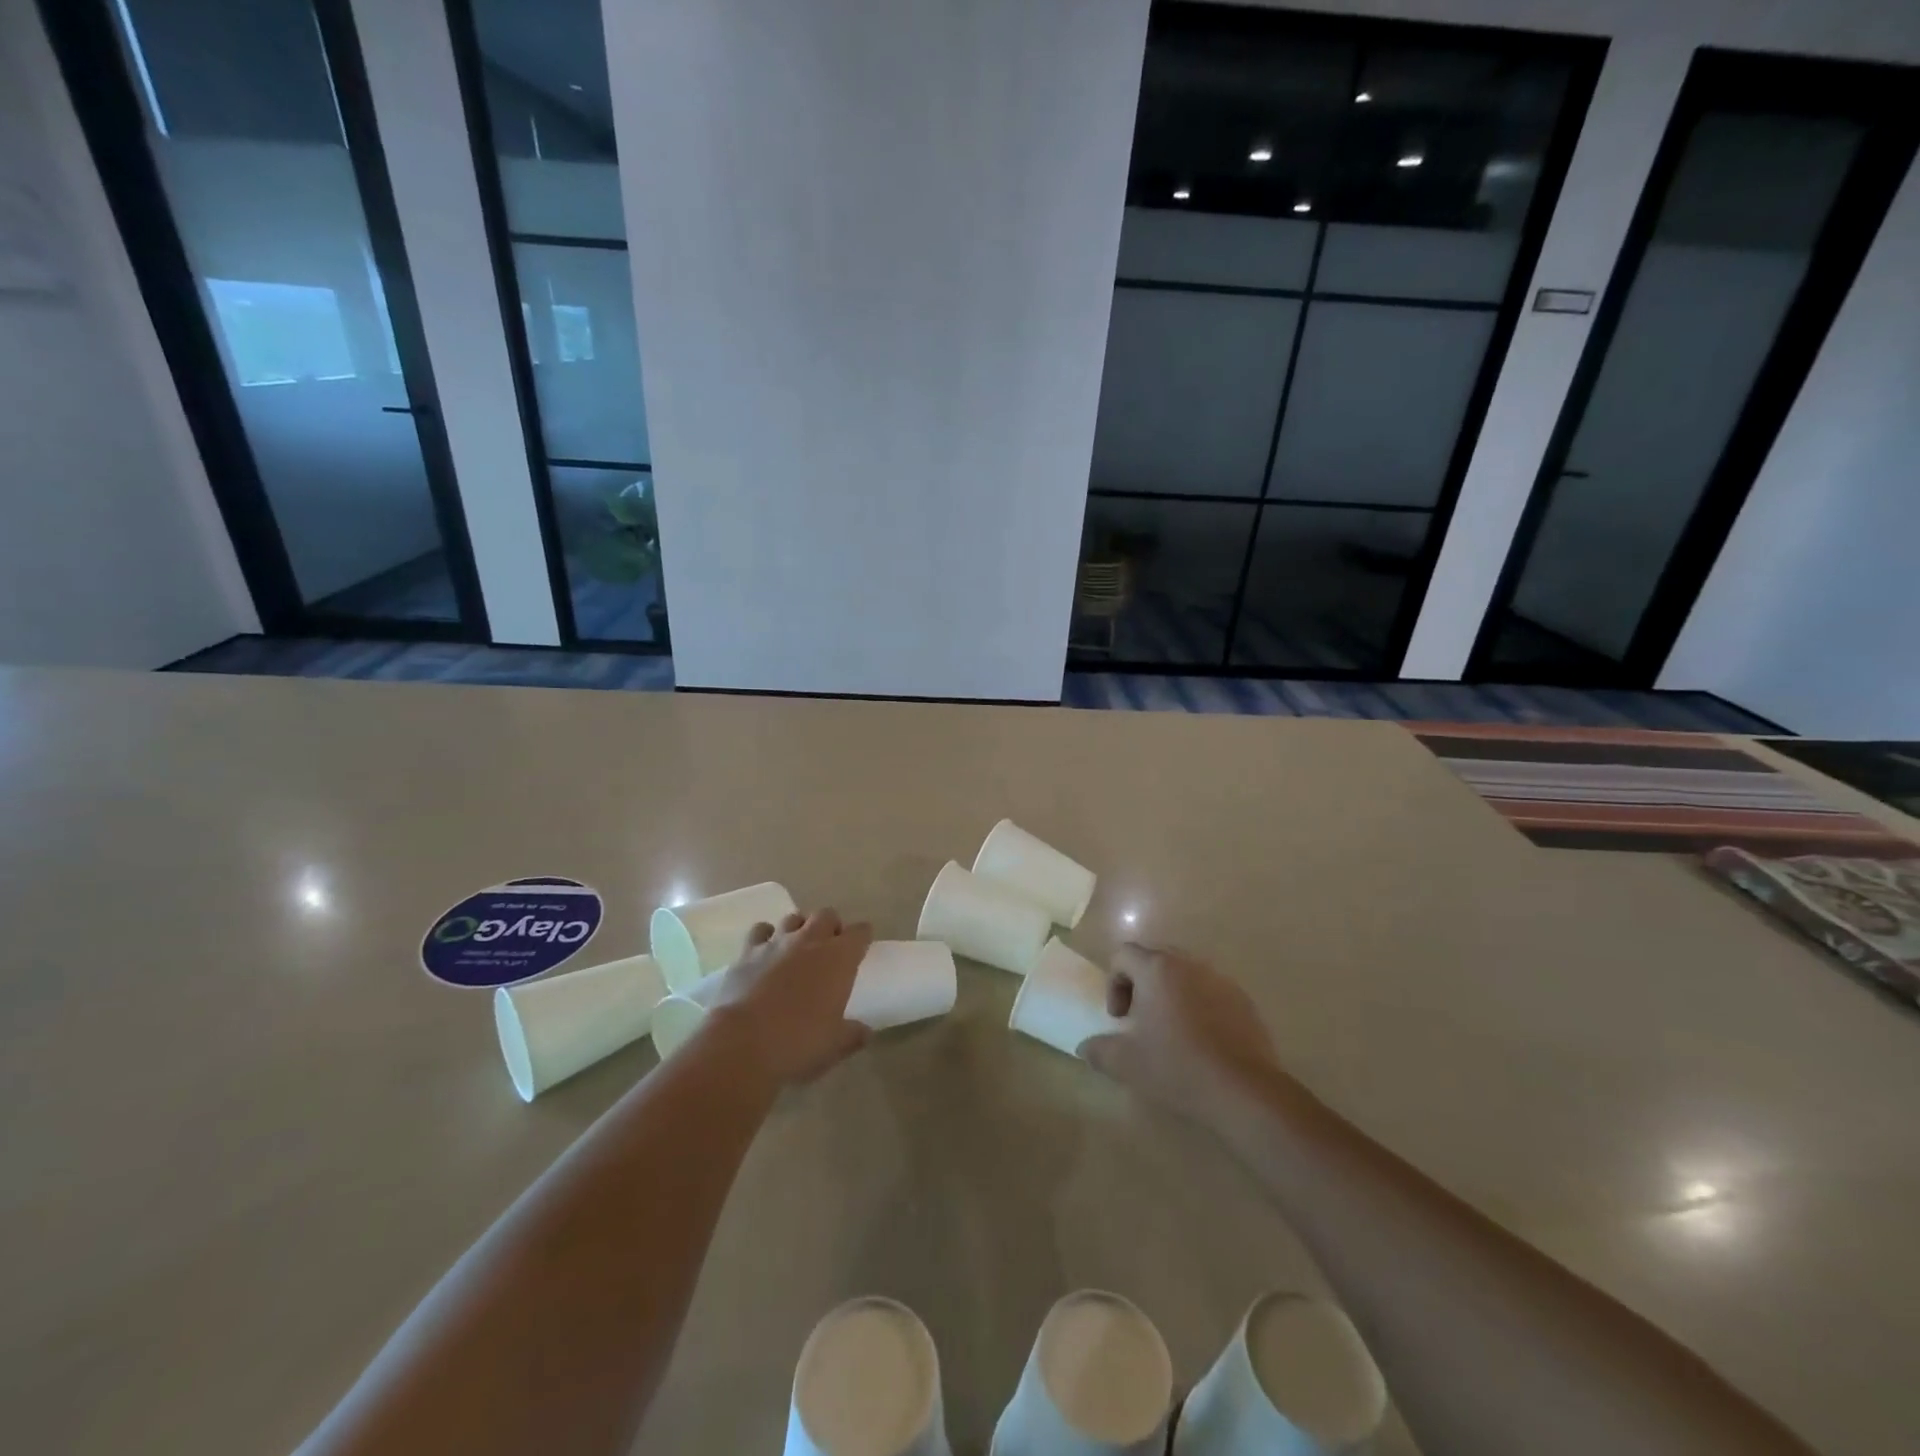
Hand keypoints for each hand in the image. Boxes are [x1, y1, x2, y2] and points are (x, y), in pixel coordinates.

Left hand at [705, 909, 871, 1084]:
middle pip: (826, 915)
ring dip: (799, 928)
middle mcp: (810, 940)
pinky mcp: (747, 952)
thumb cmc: (798, 1042)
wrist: (742, 1043)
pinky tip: (765, 952)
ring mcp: (777, 942)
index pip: (860, 932)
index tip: (862, 947)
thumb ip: (853, 1034)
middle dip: (831, 926)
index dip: (862, 937)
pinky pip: (761, 931)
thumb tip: (865, 1032)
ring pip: (793, 918)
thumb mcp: (834, 1045)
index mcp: (839, 958)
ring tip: (797, 948)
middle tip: (830, 948)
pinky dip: (765, 936)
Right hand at [1079, 943, 1280, 1123]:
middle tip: (1141, 1020)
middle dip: (1142, 985)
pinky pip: (1211, 992)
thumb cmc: (1177, 1067)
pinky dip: (1200, 1007)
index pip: (1124, 954)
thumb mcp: (1127, 1064)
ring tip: (1172, 1032)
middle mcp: (1189, 964)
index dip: (1114, 982)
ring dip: (1172, 995)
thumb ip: (1099, 1050)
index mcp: (1157, 969)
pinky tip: (1202, 1043)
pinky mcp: (1244, 1001)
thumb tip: (1085, 1047)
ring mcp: (1220, 980)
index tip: (1120, 1019)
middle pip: (1155, 959)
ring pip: (1185, 975)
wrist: (1244, 1090)